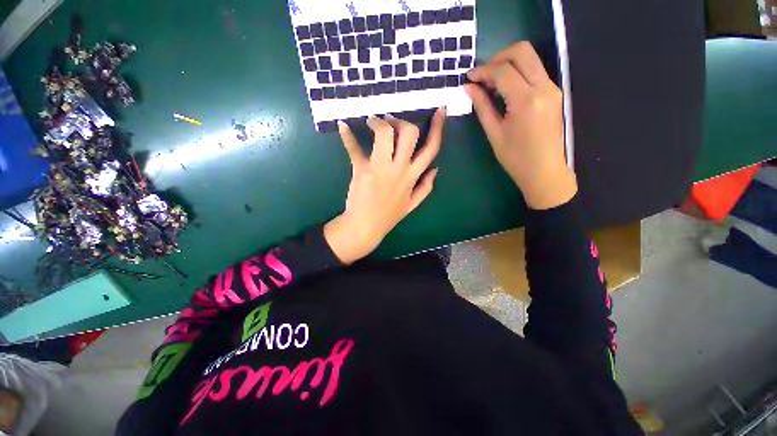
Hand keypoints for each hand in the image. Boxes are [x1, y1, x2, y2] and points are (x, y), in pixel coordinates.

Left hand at [324, 109, 445, 263]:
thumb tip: (436, 169)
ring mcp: (379, 168)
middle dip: (402, 121)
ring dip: (380, 122)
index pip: (431, 149)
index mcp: (412, 177)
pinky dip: (347, 136)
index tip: (440, 110)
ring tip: (373, 123)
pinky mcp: (361, 170)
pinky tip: (342, 126)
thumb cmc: (389, 215)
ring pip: (385, 134)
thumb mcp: (412, 204)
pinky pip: (354, 149)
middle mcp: (398, 169)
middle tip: (391, 122)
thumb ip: (426, 187)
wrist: (365, 226)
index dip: (438, 128)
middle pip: (409, 133)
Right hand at [464, 42, 576, 209]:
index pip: (503, 70)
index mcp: (525, 100)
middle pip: (522, 51)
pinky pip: (534, 71)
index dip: (482, 70)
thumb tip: (469, 88)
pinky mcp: (554, 92)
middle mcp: (543, 87)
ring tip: (490, 83)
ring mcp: (552, 87)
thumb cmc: (515, 157)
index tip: (468, 78)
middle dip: (498, 57)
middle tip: (482, 75)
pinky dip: (517, 73)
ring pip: (530, 58)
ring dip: (508, 64)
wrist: (544, 171)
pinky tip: (504, 89)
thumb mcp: (494, 133)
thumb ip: (482, 106)